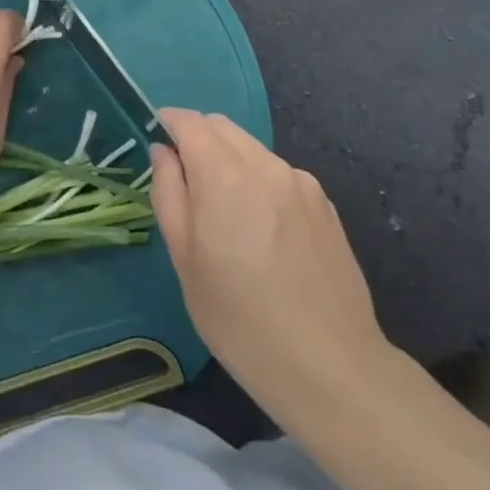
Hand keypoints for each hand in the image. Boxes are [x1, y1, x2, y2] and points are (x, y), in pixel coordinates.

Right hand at [150, 108, 391, 429]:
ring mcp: (299, 181)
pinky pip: (279, 174)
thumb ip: (169, 194)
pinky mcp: (324, 203)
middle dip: (199, 140)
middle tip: (187, 184)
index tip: (158, 143)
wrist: (331, 367)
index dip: (169, 124)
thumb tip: (163, 153)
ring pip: (252, 149)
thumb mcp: (186, 262)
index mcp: (224, 174)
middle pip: (222, 127)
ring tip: (229, 216)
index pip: (190, 122)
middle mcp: (264, 163)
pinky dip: (260, 183)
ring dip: (230, 161)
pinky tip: (266, 234)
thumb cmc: (241, 321)